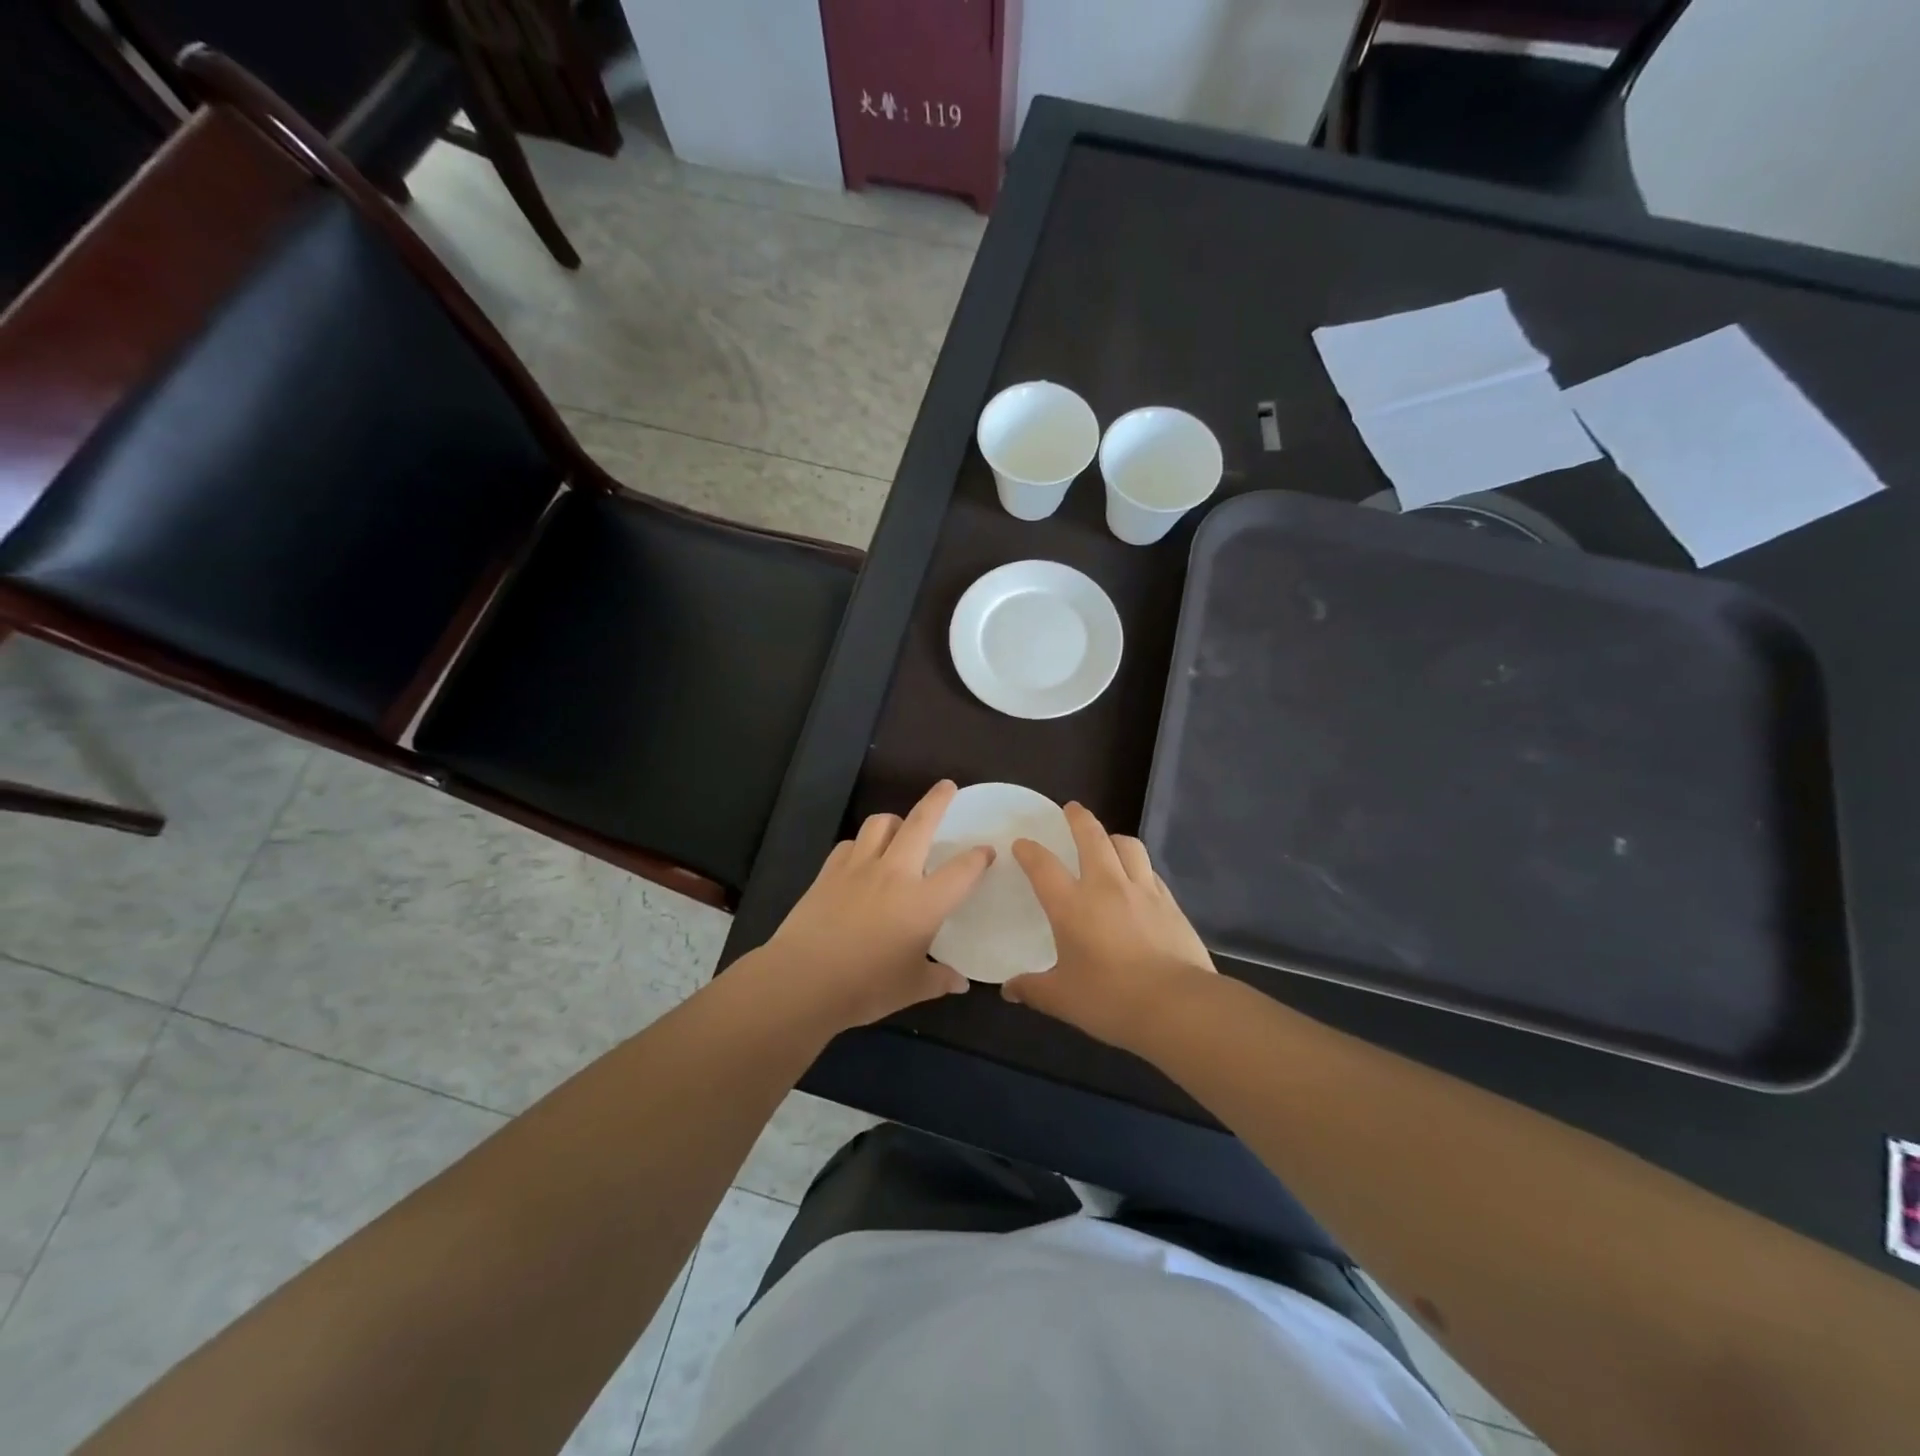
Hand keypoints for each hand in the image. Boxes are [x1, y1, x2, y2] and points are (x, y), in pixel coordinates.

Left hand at [762, 780, 993, 1030]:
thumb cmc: (865, 987)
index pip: (962, 870)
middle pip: (920, 823)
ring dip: (895, 821)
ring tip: (900, 830)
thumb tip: (959, 981)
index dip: (978, 858)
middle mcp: (894, 874)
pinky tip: (862, 860)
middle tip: (947, 787)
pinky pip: (850, 845)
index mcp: (923, 902)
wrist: (802, 980)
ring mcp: (858, 868)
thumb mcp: (911, 988)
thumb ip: (938, 979)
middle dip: (938, 801)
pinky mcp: (828, 872)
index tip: (986, 851)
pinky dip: (861, 846)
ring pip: (880, 824)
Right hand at [1003, 803, 1215, 1052]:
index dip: (1029, 850)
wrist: (1178, 1006)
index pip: (1043, 865)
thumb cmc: (1111, 1001)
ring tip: (1108, 841)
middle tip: (1072, 809)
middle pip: (1092, 837)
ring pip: (1128, 846)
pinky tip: (1138, 878)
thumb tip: (1008, 990)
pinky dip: (1139, 866)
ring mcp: (1143, 891)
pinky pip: (1151, 871)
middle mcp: (1106, 886)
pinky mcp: (1170, 903)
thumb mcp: (1063, 999)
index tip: (1022, 844)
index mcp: (1072, 905)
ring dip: (1113, 838)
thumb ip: (1033, 989)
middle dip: (1079, 818)